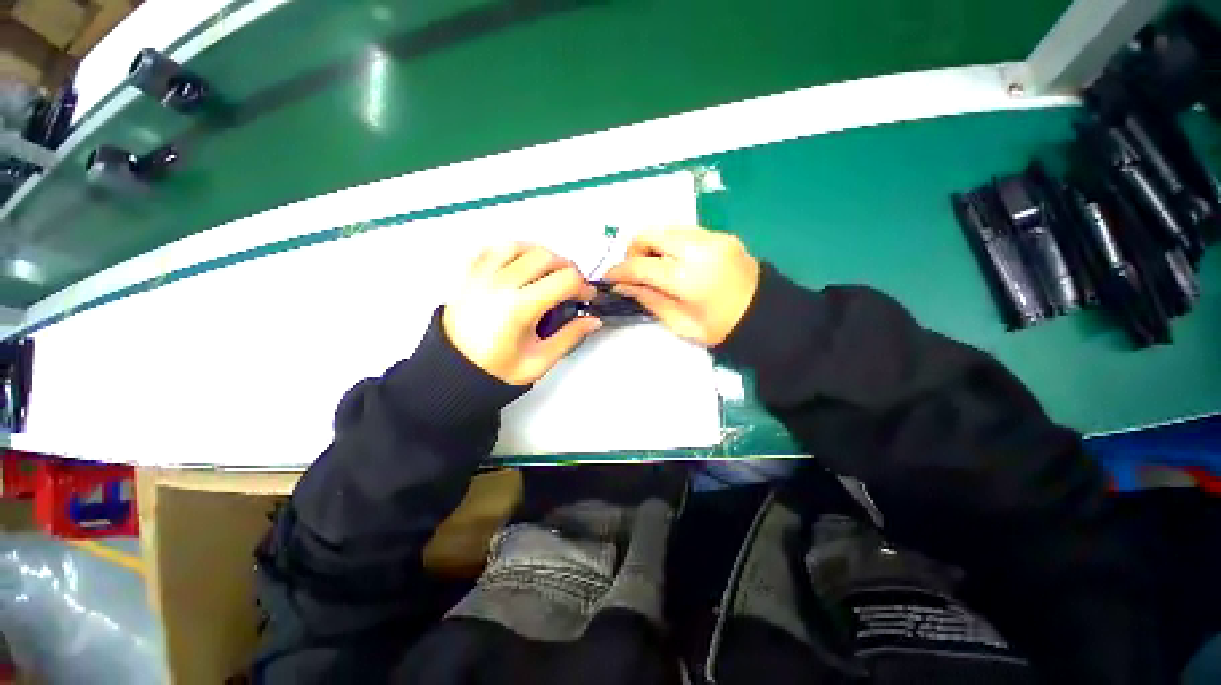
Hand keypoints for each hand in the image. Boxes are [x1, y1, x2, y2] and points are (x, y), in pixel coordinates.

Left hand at [443, 243, 599, 384]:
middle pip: (546, 256)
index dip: (583, 286)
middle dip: (567, 268)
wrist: (454, 371)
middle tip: (571, 287)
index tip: (586, 297)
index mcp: (520, 307)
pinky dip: (513, 251)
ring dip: (541, 255)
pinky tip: (521, 267)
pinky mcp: (470, 274)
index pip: (565, 279)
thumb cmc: (497, 370)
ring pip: (521, 245)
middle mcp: (501, 284)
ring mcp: (482, 275)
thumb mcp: (540, 361)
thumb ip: (570, 337)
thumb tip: (593, 321)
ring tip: (548, 274)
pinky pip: (494, 248)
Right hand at [604, 227, 759, 345]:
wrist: (767, 316)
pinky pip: (685, 230)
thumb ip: (649, 300)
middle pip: (650, 233)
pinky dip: (671, 243)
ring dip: (653, 244)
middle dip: (634, 250)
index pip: (640, 266)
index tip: (609, 277)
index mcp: (687, 279)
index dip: (619, 271)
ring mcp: (712, 238)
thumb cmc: (721, 328)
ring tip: (655, 266)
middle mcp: (698, 249)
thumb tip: (623, 285)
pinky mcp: (721, 235)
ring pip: (666, 227)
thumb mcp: (680, 323)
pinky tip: (676, 261)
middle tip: (635, 270)